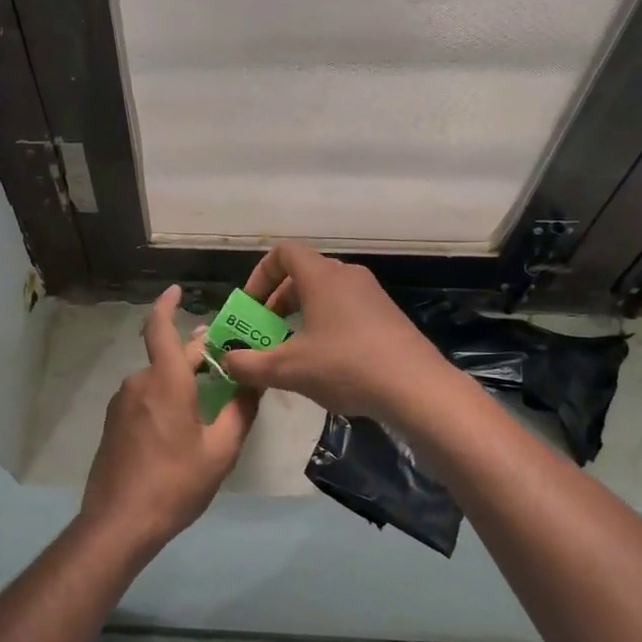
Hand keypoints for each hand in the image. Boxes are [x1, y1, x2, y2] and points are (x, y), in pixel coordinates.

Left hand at [78, 285, 257, 553]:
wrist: (119, 523)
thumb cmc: (175, 484)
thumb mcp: (220, 451)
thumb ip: (241, 412)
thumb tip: (254, 383)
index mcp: (165, 382)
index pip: (160, 329)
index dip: (166, 305)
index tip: (177, 291)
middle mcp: (139, 384)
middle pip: (168, 357)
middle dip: (196, 354)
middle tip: (225, 357)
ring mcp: (122, 404)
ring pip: (156, 379)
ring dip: (181, 379)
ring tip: (209, 396)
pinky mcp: (113, 424)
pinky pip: (144, 398)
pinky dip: (165, 397)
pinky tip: (182, 423)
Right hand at [219, 245, 453, 424]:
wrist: (416, 388)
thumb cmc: (346, 366)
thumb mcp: (288, 369)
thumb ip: (250, 364)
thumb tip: (226, 360)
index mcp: (322, 277)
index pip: (283, 254)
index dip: (259, 276)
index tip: (250, 307)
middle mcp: (348, 276)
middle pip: (303, 276)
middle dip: (277, 302)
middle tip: (265, 333)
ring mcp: (372, 296)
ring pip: (326, 295)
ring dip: (302, 317)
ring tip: (292, 351)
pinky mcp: (388, 318)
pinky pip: (347, 311)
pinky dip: (327, 327)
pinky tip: (326, 364)